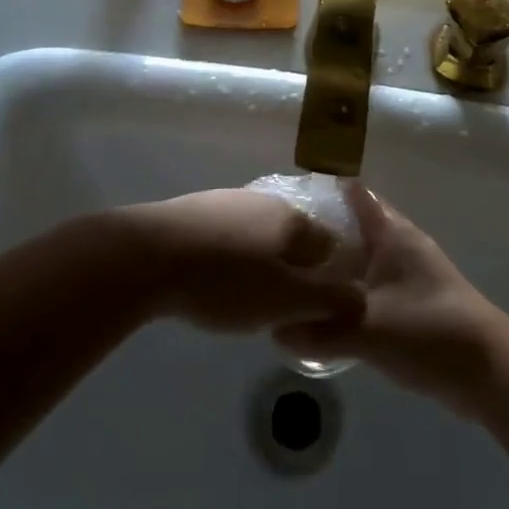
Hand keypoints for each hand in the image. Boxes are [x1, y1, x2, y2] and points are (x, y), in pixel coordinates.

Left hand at [120, 189, 366, 334]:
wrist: (148, 255)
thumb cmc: (225, 281)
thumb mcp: (285, 301)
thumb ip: (328, 300)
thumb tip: (360, 297)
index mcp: (293, 219)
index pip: (329, 245)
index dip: (326, 278)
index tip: (311, 307)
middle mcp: (267, 200)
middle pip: (293, 238)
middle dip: (292, 270)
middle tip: (275, 307)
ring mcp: (229, 200)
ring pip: (259, 235)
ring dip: (259, 264)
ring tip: (241, 298)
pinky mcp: (198, 209)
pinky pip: (228, 235)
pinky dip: (230, 257)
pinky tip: (212, 279)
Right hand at [273, 184, 506, 411]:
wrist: (487, 371)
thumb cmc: (429, 330)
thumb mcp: (367, 329)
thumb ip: (319, 331)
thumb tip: (275, 332)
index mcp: (390, 232)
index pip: (351, 194)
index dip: (320, 189)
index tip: (282, 199)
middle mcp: (395, 245)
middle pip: (348, 228)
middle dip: (314, 235)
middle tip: (272, 247)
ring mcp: (403, 275)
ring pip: (356, 261)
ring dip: (328, 269)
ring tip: (287, 279)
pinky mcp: (406, 304)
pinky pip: (364, 289)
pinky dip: (342, 295)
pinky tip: (316, 312)